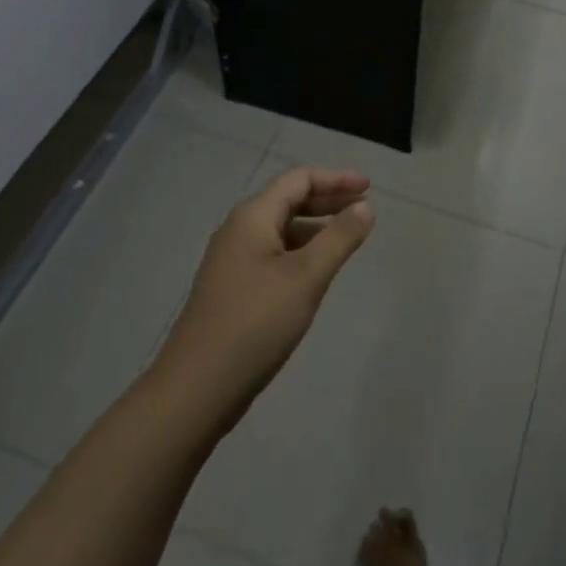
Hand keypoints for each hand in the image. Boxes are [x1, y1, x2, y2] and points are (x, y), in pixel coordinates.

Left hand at [154, 167, 373, 428]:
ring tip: (347, 238)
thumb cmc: (256, 323)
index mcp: (252, 217)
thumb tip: (364, 206)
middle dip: (327, 199)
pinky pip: (273, 254)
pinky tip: (316, 271)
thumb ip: (339, 238)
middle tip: (364, 207)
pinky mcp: (233, 288)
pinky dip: (300, 251)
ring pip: (280, 229)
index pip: (298, 179)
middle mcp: (239, 230)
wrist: (197, 388)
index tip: (369, 187)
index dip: (335, 178)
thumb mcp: (306, 277)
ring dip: (315, 226)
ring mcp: (232, 260)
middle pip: (288, 200)